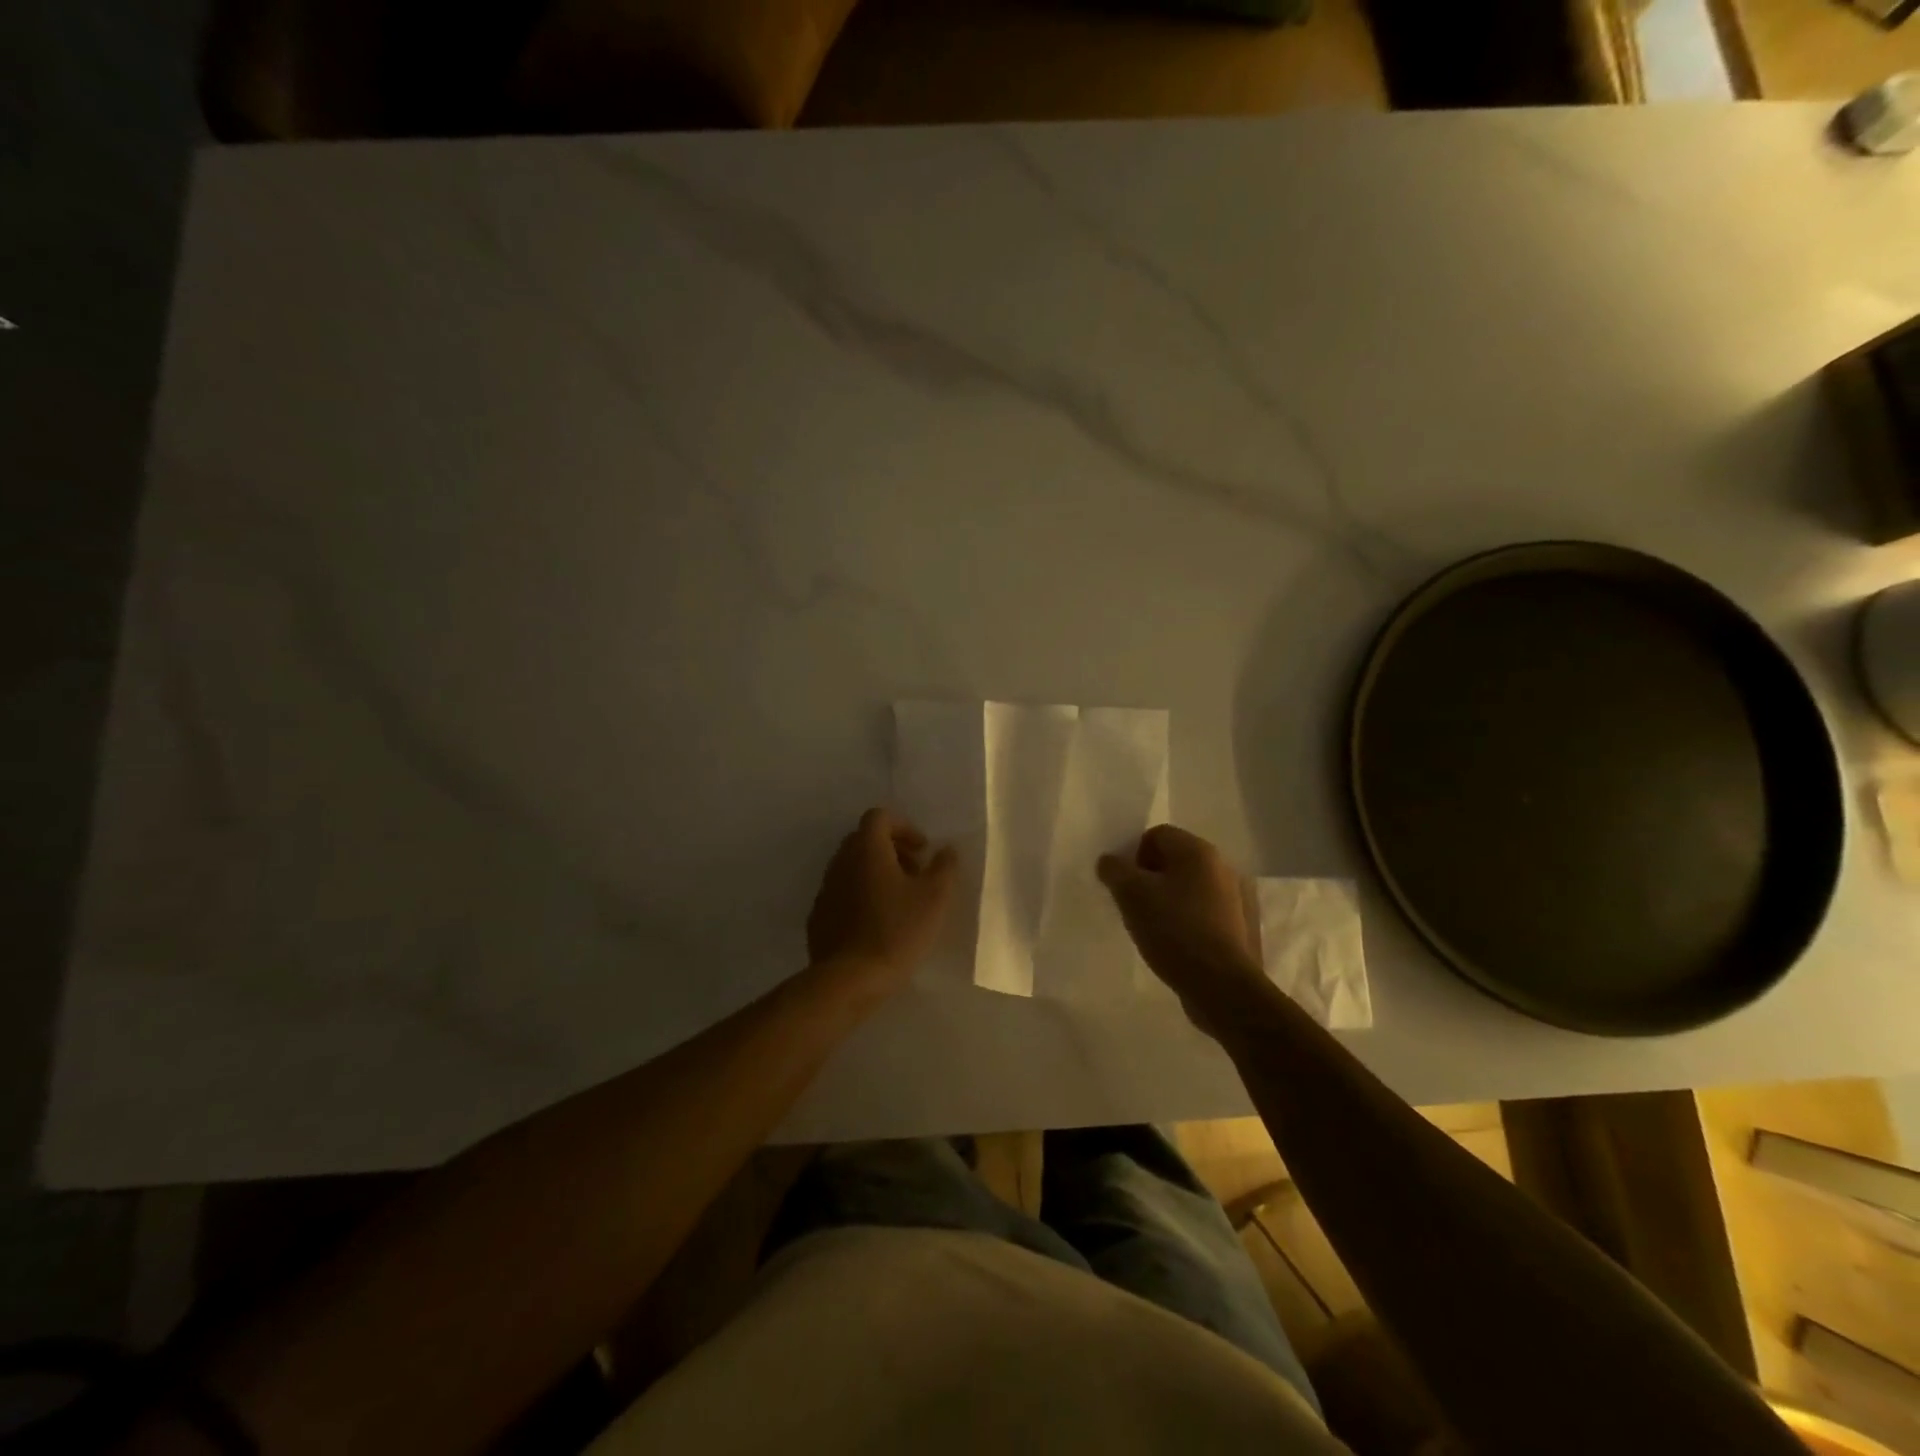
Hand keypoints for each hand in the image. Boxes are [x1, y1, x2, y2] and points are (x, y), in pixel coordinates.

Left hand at [808, 808, 957, 994]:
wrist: (850, 979)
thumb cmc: (897, 931)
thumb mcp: (935, 898)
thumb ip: (944, 867)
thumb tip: (946, 849)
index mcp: (867, 849)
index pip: (880, 817)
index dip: (904, 827)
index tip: (923, 850)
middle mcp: (841, 861)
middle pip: (864, 840)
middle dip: (892, 850)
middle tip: (915, 873)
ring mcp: (826, 889)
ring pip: (853, 867)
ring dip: (877, 873)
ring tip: (900, 902)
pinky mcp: (819, 916)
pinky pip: (843, 893)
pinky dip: (861, 896)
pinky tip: (878, 924)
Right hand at [1098, 825, 1270, 1032]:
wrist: (1220, 985)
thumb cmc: (1173, 929)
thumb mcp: (1131, 895)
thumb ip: (1114, 870)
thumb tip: (1109, 861)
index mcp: (1198, 851)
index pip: (1156, 835)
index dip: (1133, 855)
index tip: (1123, 884)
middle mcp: (1220, 866)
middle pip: (1173, 860)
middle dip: (1148, 877)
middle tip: (1131, 904)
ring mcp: (1232, 897)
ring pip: (1186, 887)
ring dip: (1164, 899)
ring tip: (1149, 925)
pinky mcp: (1235, 926)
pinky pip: (1199, 910)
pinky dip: (1182, 918)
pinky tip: (1171, 941)